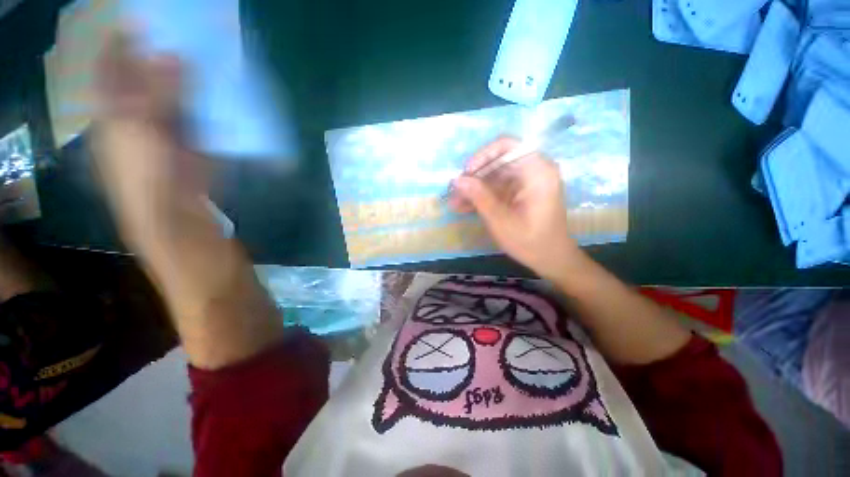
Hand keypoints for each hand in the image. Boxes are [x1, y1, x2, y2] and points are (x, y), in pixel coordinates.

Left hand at [92, 33, 207, 248]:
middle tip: (188, 34)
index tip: (147, 20)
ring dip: (193, 77)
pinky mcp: (197, 141)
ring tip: (210, 55)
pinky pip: (203, 114)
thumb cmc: (147, 179)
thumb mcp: (143, 133)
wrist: (178, 217)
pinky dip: (212, 102)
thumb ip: (157, 94)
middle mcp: (140, 113)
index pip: (114, 66)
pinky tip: (224, 90)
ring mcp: (170, 127)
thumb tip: (174, 54)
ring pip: (180, 93)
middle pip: (149, 75)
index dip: (125, 41)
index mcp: (116, 110)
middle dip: (166, 54)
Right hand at [449, 137, 580, 280]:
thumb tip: (457, 179)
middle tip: (455, 191)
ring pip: (494, 176)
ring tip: (454, 202)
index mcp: (537, 171)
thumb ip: (479, 197)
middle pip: (498, 161)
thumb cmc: (530, 241)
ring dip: (474, 188)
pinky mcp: (520, 192)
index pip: (507, 145)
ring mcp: (526, 182)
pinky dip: (482, 196)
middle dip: (474, 176)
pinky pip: (497, 188)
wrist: (551, 259)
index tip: (466, 173)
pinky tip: (464, 207)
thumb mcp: (500, 220)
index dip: (483, 155)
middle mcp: (533, 170)